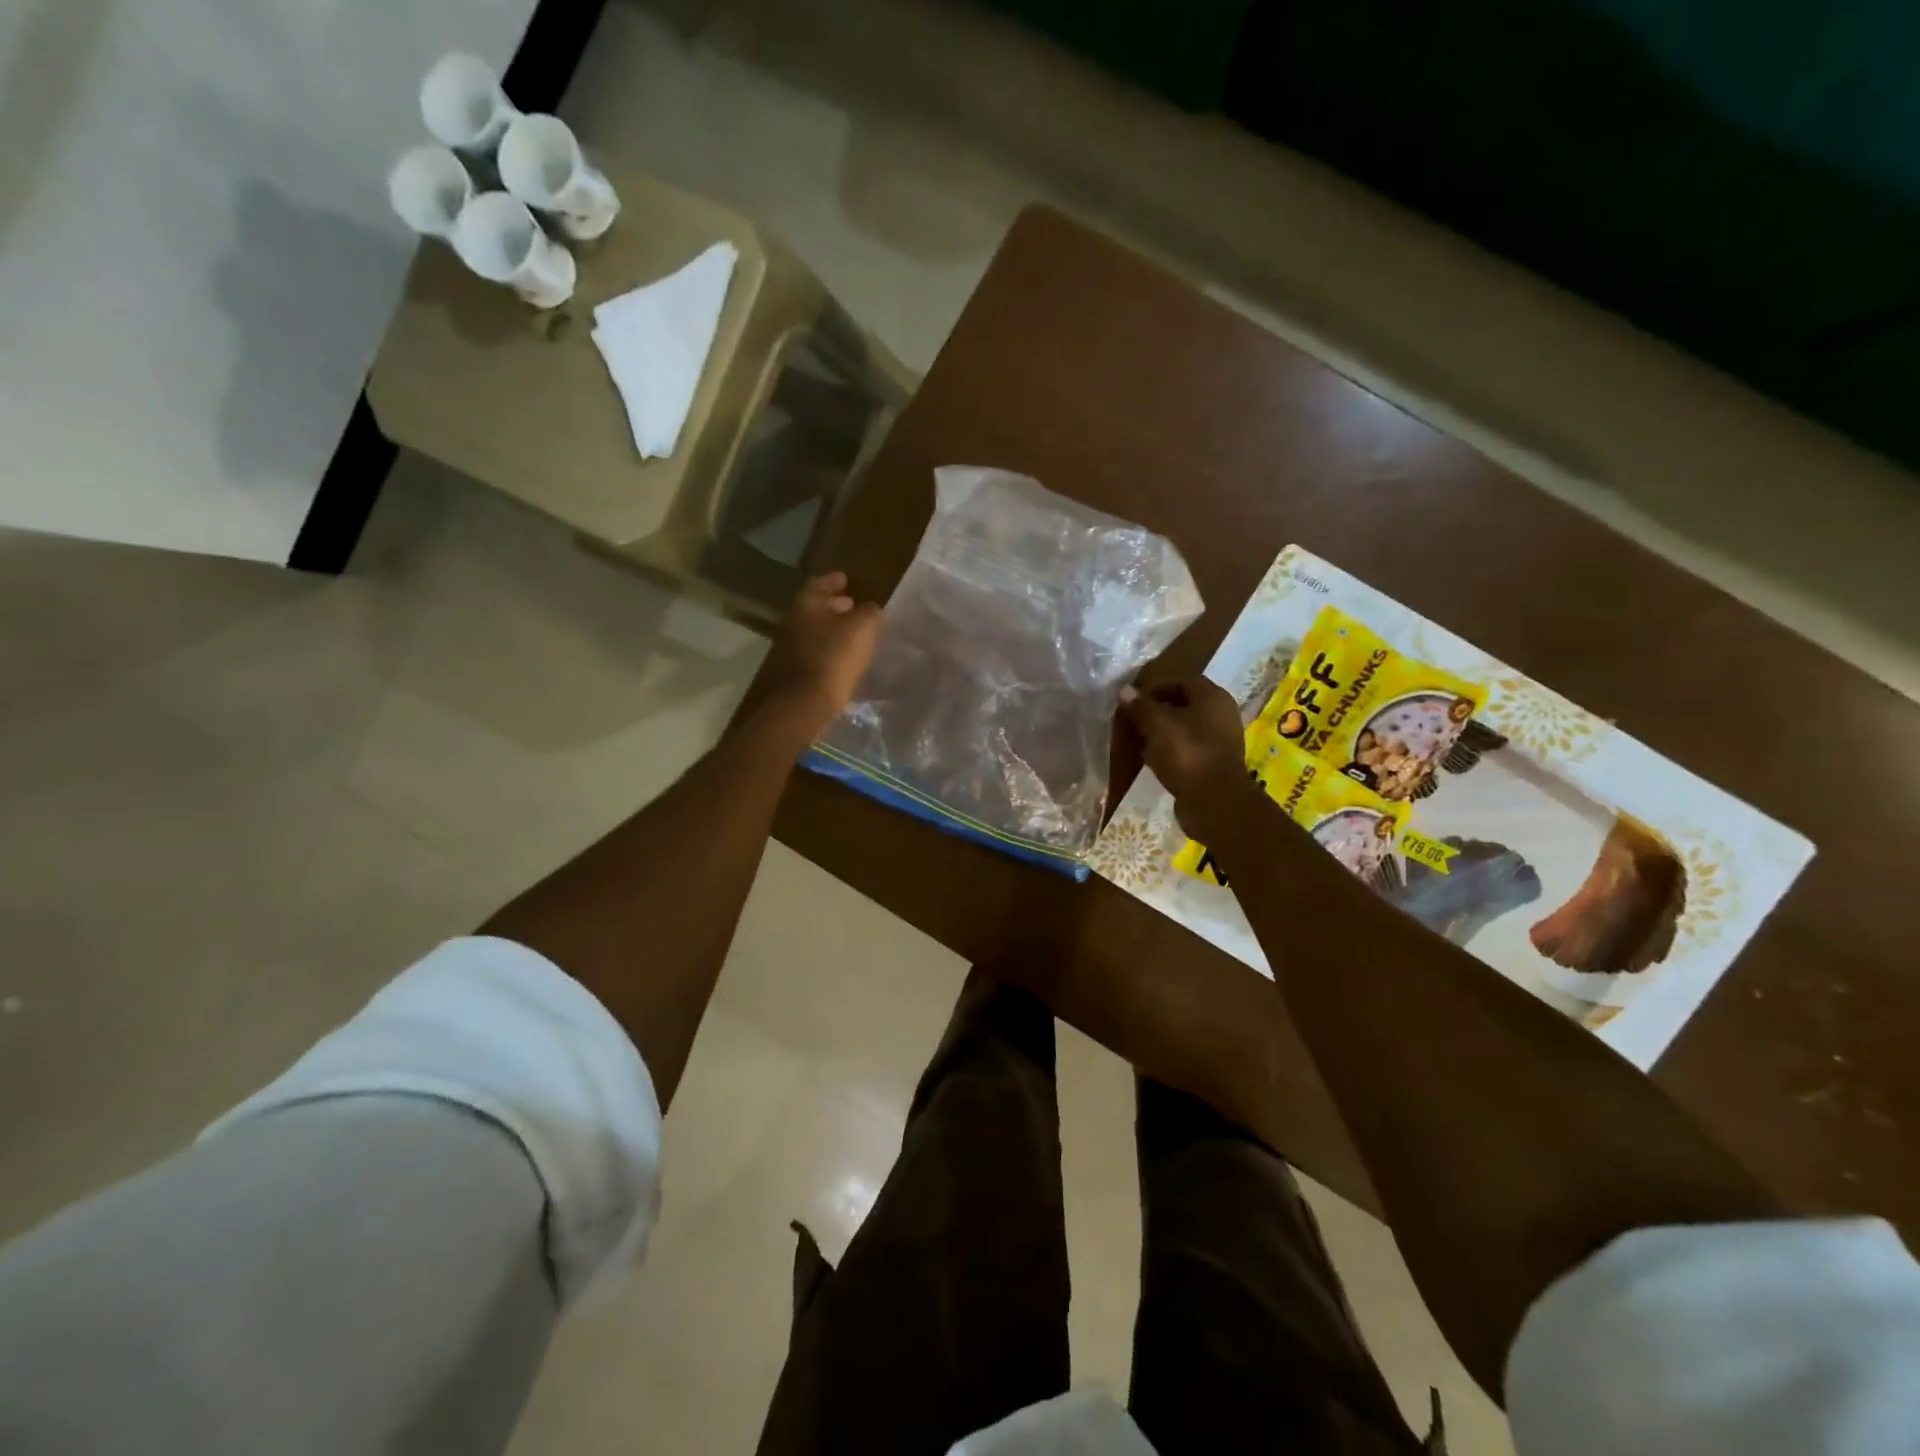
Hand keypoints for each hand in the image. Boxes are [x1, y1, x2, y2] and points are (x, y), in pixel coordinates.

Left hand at [746, 572, 882, 744]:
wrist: (804, 704)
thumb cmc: (833, 657)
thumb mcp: (862, 628)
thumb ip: (869, 613)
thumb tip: (871, 610)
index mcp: (806, 605)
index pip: (819, 583)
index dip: (834, 581)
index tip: (846, 579)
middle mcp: (793, 622)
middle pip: (815, 608)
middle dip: (834, 605)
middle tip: (853, 605)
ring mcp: (790, 648)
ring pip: (815, 631)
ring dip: (832, 629)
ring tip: (854, 633)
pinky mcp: (794, 672)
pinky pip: (815, 652)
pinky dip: (830, 649)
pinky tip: (846, 656)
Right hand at [1121, 677, 1255, 835]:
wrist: (1214, 801)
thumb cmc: (1186, 753)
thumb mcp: (1157, 725)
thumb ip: (1140, 706)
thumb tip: (1125, 691)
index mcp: (1212, 697)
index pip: (1181, 680)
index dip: (1155, 686)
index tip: (1132, 699)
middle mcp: (1221, 714)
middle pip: (1184, 703)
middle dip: (1157, 710)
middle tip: (1133, 719)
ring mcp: (1221, 740)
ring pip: (1185, 727)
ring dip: (1162, 731)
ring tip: (1138, 739)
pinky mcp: (1215, 763)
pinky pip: (1188, 748)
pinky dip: (1170, 750)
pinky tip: (1152, 759)